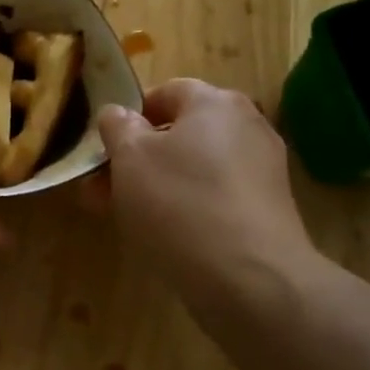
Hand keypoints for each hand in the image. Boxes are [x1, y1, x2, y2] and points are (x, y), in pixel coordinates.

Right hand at [93, 79, 319, 321]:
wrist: (249, 278)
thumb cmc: (179, 203)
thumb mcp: (130, 158)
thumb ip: (117, 126)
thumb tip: (117, 113)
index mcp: (215, 102)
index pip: (165, 91)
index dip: (128, 116)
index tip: (103, 148)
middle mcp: (247, 126)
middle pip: (179, 132)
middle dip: (136, 158)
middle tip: (101, 190)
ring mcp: (262, 169)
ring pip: (194, 167)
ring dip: (156, 184)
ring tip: (124, 217)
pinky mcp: (268, 209)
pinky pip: (215, 195)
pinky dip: (187, 206)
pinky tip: (164, 234)